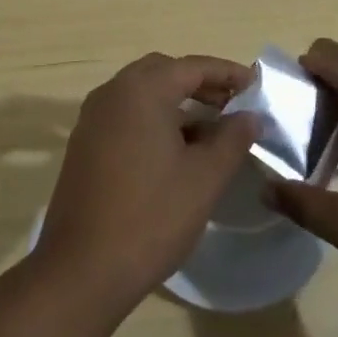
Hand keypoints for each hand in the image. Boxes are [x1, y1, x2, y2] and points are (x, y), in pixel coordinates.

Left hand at [36, 52, 258, 309]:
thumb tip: (250, 116)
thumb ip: (232, 140)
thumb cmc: (151, 217)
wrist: (82, 269)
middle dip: (200, 83)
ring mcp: (93, 118)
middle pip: (163, 72)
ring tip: (211, 129)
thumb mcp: (204, 178)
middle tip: (232, 104)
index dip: (227, 73)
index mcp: (141, 90)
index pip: (192, 67)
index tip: (256, 84)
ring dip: (176, 102)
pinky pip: (126, 115)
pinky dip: (154, 119)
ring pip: (142, 93)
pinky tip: (175, 150)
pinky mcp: (84, 144)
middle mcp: (112, 93)